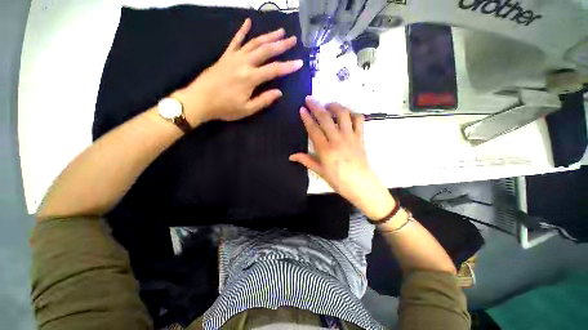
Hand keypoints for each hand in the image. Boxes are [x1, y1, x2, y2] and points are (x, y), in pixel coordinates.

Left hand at [174, 18, 303, 124]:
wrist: (199, 100)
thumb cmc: (225, 108)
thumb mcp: (247, 109)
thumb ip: (264, 100)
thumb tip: (279, 92)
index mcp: (250, 78)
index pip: (274, 70)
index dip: (288, 66)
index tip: (300, 63)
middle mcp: (243, 63)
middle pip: (265, 50)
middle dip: (281, 45)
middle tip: (293, 39)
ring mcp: (233, 57)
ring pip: (254, 43)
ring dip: (268, 36)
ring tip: (280, 31)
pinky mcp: (225, 56)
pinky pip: (235, 41)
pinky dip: (242, 31)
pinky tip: (248, 21)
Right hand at [289, 97, 396, 220]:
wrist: (362, 186)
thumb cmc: (339, 181)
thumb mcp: (320, 172)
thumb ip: (306, 161)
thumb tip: (291, 156)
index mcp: (326, 150)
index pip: (314, 129)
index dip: (307, 118)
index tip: (302, 109)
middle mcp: (337, 140)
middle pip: (326, 118)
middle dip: (316, 106)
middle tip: (309, 99)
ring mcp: (350, 137)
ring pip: (343, 115)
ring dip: (334, 106)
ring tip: (328, 105)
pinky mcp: (360, 137)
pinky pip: (359, 120)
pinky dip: (353, 113)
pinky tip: (346, 114)